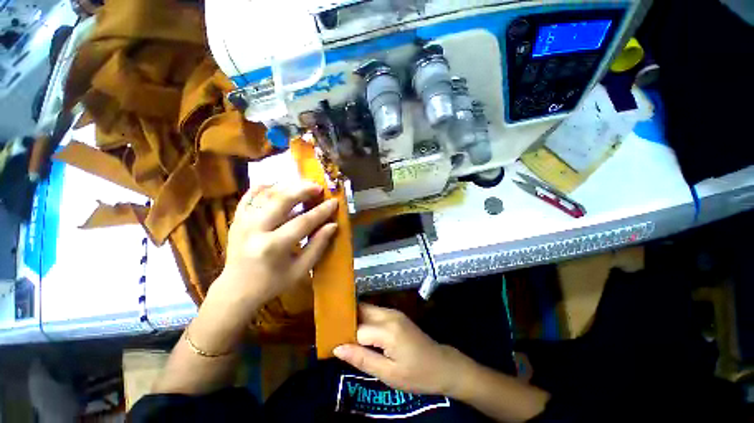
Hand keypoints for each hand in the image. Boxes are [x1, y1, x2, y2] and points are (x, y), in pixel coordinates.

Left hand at [209, 181, 338, 318]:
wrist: (236, 290)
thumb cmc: (272, 283)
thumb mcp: (301, 270)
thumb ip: (317, 245)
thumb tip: (332, 225)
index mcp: (273, 247)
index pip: (303, 222)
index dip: (321, 211)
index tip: (334, 202)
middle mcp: (256, 230)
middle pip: (281, 201)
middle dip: (303, 190)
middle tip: (318, 187)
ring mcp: (243, 222)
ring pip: (266, 195)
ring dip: (287, 186)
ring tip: (303, 184)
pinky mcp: (237, 220)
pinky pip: (248, 197)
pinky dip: (262, 187)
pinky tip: (275, 184)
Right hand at [333, 304, 469, 395]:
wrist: (442, 365)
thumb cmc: (416, 375)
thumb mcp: (388, 374)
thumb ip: (362, 359)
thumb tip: (337, 348)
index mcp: (387, 330)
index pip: (357, 329)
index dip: (343, 336)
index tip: (330, 344)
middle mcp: (389, 314)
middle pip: (361, 310)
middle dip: (347, 320)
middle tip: (333, 334)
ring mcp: (394, 312)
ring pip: (367, 309)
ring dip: (355, 319)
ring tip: (342, 333)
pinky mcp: (396, 315)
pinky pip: (375, 313)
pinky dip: (365, 320)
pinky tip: (359, 333)